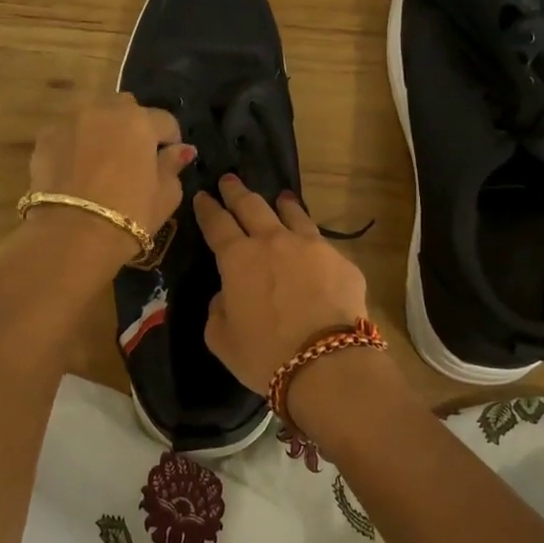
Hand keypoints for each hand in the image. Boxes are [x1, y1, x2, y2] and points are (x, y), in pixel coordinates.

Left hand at [26, 95, 195, 264]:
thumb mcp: (166, 195)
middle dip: (133, 125)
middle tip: (133, 156)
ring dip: (102, 130)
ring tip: (101, 161)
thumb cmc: (130, 215)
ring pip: (93, 116)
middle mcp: (104, 111)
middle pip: (125, 108)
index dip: (171, 139)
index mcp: (140, 122)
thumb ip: (173, 166)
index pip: (165, 121)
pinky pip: (68, 133)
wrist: (73, 234)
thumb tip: (181, 150)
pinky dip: (75, 144)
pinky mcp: (45, 138)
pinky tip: (76, 170)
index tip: (168, 159)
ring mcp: (71, 121)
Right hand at [196, 175, 369, 391]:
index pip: (216, 223)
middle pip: (252, 206)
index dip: (207, 208)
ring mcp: (311, 246)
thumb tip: (227, 294)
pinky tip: (313, 246)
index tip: (202, 196)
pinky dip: (311, 239)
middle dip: (237, 191)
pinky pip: (321, 243)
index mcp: (237, 258)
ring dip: (282, 204)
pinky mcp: (341, 261)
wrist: (326, 362)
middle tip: (229, 180)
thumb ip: (218, 309)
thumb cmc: (264, 353)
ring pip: (292, 214)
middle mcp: (273, 241)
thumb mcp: (221, 337)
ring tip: (280, 198)